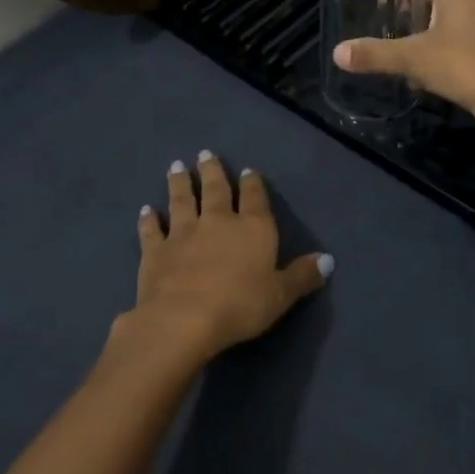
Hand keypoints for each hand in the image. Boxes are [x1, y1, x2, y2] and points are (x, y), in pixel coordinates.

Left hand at [124, 152, 331, 360]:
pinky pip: (152, 230)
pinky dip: (149, 220)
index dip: (253, 184)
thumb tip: (328, 260)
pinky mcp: (155, 251)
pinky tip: (146, 211)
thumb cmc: (240, 305)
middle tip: (205, 154)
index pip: (254, 199)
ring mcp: (182, 234)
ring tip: (177, 166)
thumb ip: (302, 276)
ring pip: (182, 201)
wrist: (184, 319)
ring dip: (179, 183)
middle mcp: (217, 222)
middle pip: (215, 190)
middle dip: (212, 171)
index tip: (247, 170)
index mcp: (252, 229)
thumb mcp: (281, 295)